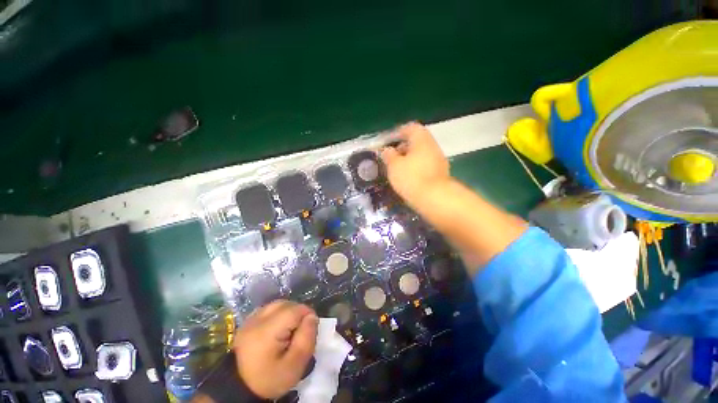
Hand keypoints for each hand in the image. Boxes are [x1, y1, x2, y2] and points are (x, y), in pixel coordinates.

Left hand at [234, 300, 318, 398]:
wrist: (241, 389)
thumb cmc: (270, 379)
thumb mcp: (295, 365)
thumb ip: (307, 338)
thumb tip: (312, 317)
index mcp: (267, 331)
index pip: (295, 310)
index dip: (307, 315)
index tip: (310, 329)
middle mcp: (256, 320)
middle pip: (286, 304)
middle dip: (298, 313)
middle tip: (299, 332)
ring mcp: (249, 320)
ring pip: (277, 305)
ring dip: (288, 312)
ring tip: (290, 329)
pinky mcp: (247, 322)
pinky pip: (268, 309)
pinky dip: (277, 314)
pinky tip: (278, 328)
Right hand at [381, 122, 450, 204]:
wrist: (435, 199)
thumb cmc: (411, 178)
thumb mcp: (394, 166)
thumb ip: (389, 155)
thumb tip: (387, 150)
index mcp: (422, 140)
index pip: (411, 128)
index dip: (398, 133)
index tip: (389, 141)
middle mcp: (433, 147)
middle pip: (417, 141)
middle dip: (402, 148)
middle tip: (391, 157)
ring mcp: (439, 161)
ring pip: (421, 155)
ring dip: (409, 159)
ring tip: (397, 169)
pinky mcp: (440, 174)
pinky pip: (425, 166)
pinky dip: (416, 168)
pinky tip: (408, 178)